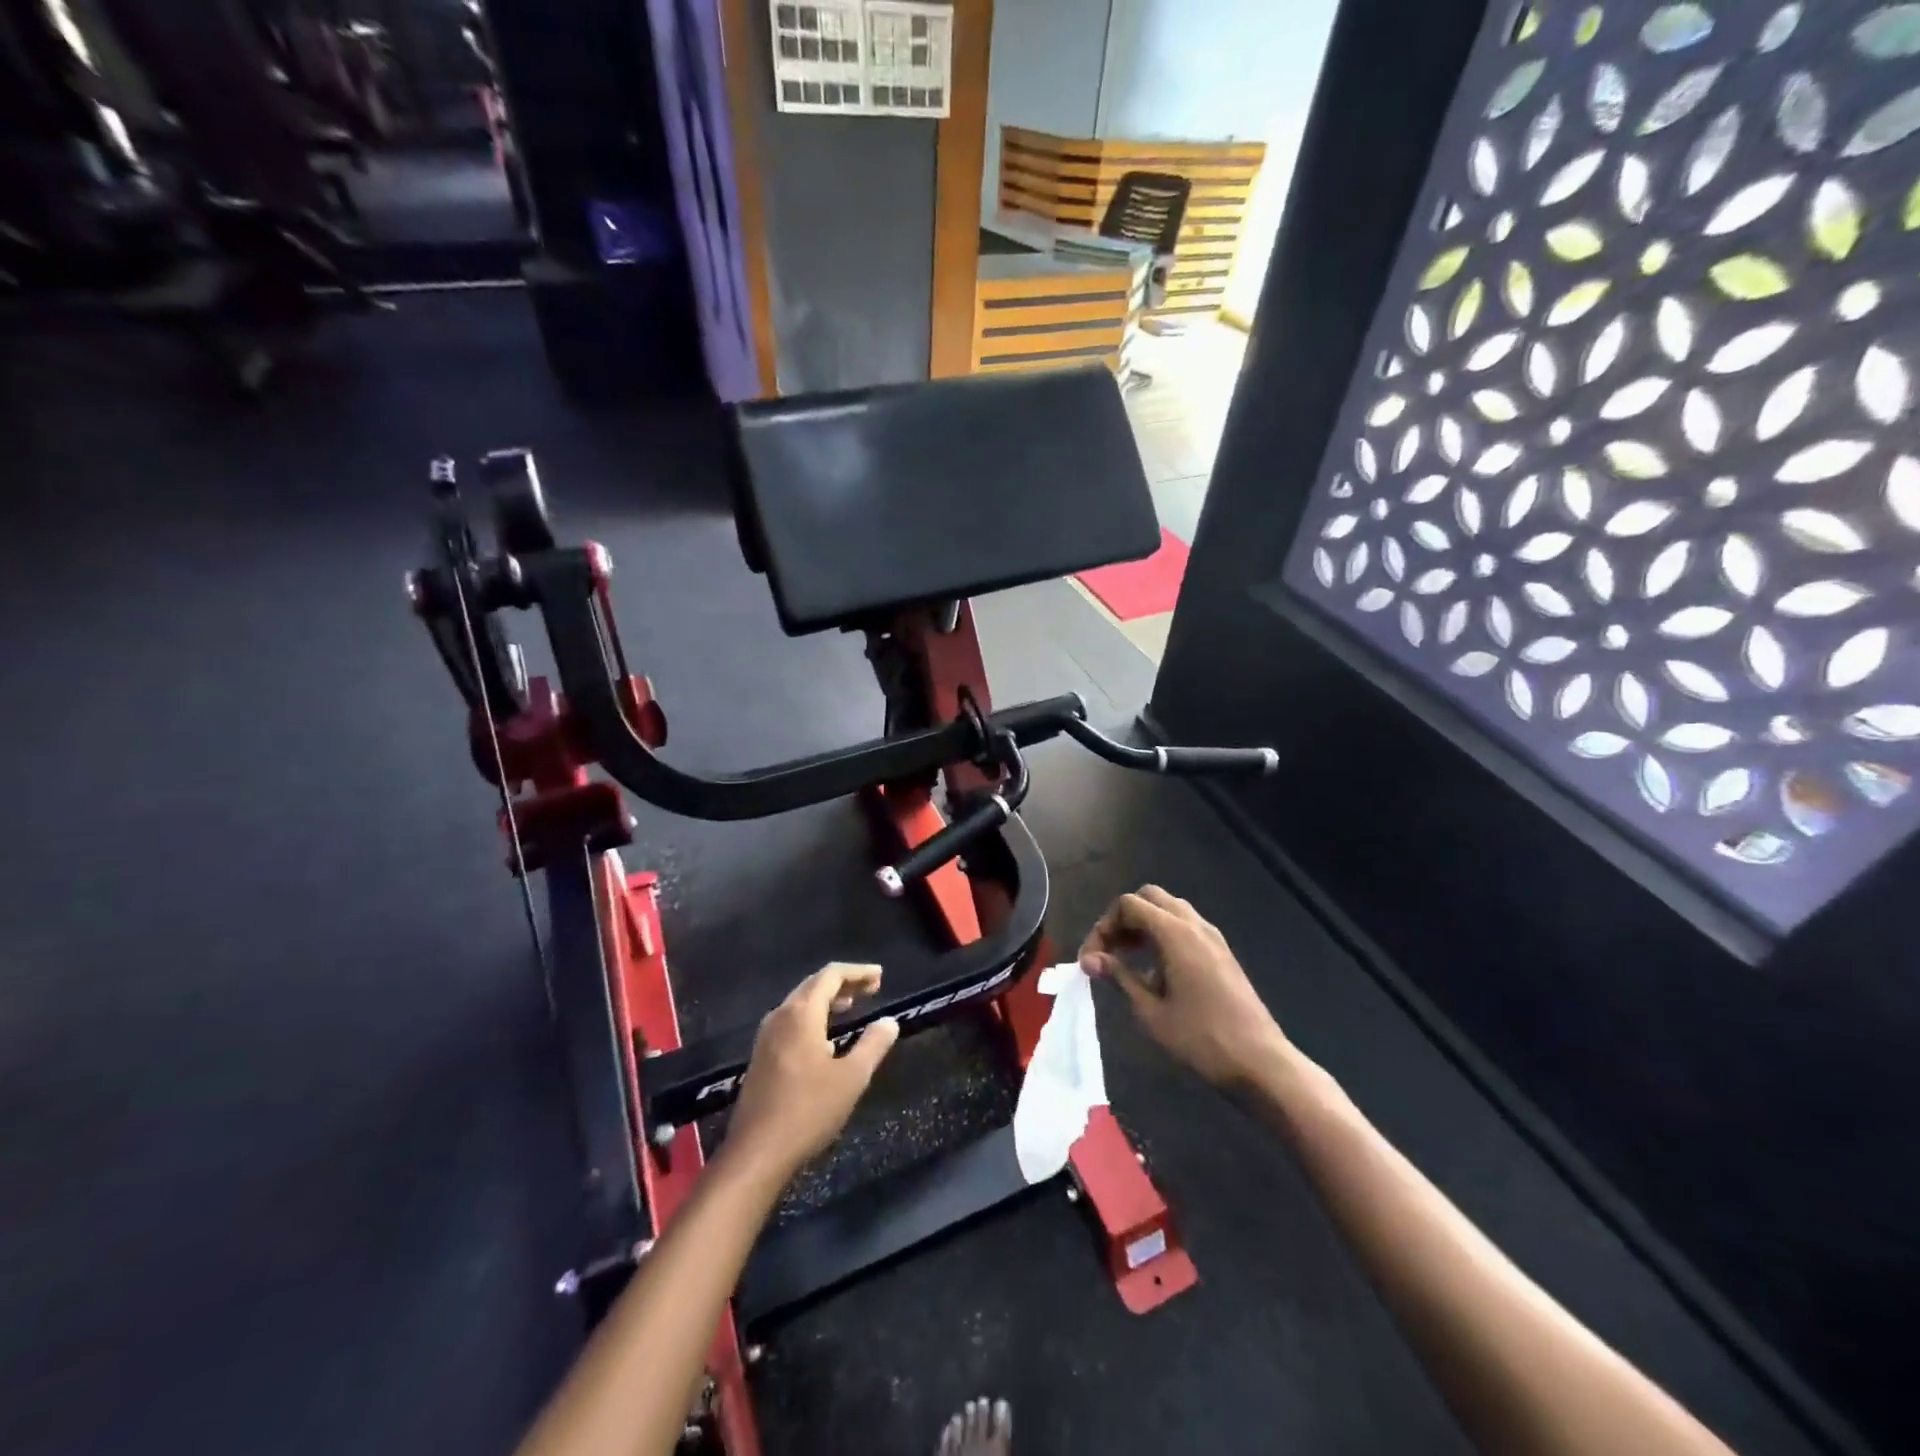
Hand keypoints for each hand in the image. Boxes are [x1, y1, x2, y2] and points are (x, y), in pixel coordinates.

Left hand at [725, 963, 899, 1179]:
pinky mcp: (761, 1057)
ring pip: (800, 1004)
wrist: (756, 1153)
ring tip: (852, 1007)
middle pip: (813, 985)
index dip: (857, 972)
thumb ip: (873, 1045)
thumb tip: (889, 1021)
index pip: (831, 975)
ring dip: (827, 1001)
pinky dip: (813, 1018)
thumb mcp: (851, 1078)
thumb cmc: (808, 1110)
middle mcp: (780, 1016)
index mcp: (801, 1013)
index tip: (880, 976)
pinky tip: (826, 1039)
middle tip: (871, 989)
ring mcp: (766, 1037)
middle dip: (843, 983)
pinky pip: (791, 1022)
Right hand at [1079, 886, 1288, 1089]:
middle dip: (1123, 920)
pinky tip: (1156, 972)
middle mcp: (1195, 925)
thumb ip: (1119, 976)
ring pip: (1169, 910)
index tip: (1092, 959)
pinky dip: (1163, 936)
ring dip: (1144, 926)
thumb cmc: (1201, 1038)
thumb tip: (1090, 959)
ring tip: (1127, 961)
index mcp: (1175, 933)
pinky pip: (1185, 927)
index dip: (1103, 926)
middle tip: (1109, 952)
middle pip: (1149, 898)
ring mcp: (1212, 937)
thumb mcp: (1151, 1011)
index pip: (1128, 905)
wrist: (1260, 1062)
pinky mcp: (1222, 952)